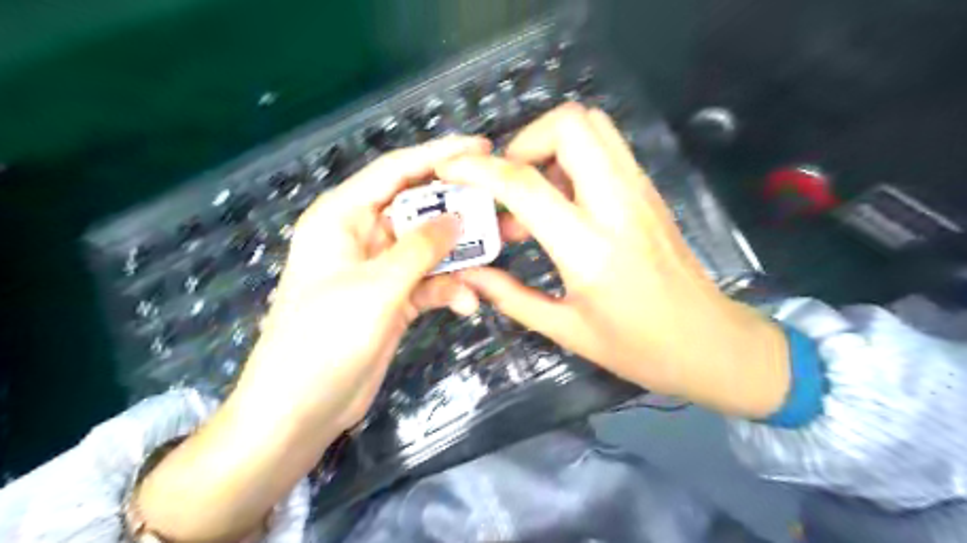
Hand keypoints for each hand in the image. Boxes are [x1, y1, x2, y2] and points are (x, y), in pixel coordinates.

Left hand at [238, 136, 486, 432]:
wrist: (301, 409)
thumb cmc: (324, 339)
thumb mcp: (376, 287)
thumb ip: (420, 248)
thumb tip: (457, 219)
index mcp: (343, 217)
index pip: (396, 171)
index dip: (439, 155)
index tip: (482, 149)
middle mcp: (363, 235)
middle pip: (419, 208)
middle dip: (459, 209)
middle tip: (502, 206)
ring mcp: (381, 269)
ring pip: (430, 247)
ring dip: (461, 254)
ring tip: (498, 253)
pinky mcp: (395, 298)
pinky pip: (430, 281)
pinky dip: (450, 289)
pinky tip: (467, 304)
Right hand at [439, 104, 792, 417]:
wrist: (711, 343)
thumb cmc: (638, 348)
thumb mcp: (565, 329)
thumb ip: (509, 296)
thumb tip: (469, 273)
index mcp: (589, 249)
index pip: (525, 184)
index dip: (479, 169)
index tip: (451, 169)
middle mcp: (618, 205)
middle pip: (570, 124)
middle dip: (524, 141)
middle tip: (508, 183)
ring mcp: (639, 191)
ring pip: (593, 125)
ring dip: (550, 144)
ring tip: (533, 192)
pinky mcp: (649, 191)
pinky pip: (606, 148)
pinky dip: (573, 157)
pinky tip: (562, 201)